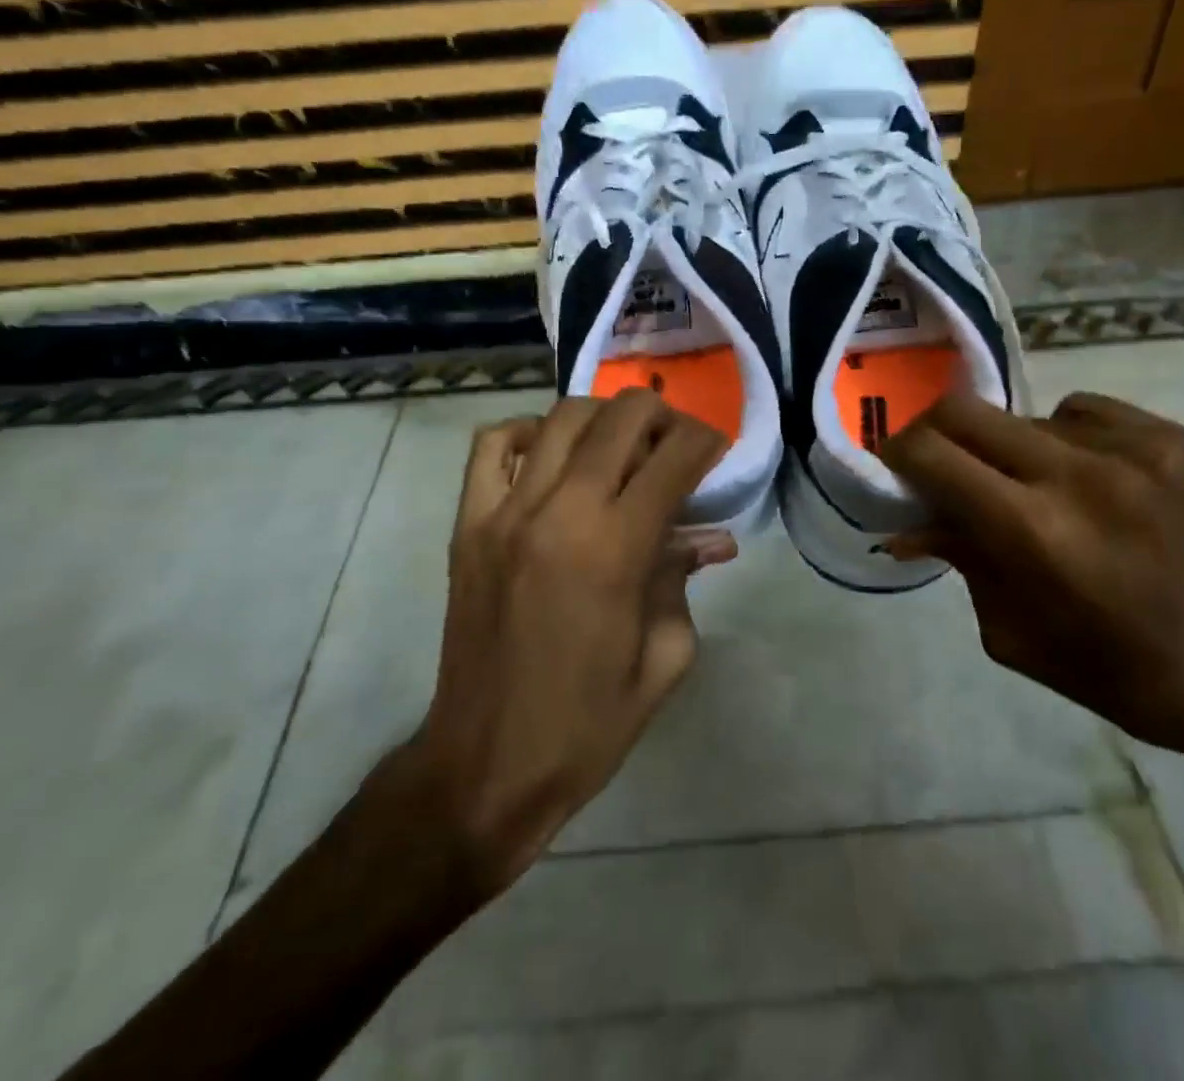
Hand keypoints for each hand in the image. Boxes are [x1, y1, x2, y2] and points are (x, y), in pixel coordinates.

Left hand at [398, 391, 731, 894]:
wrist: (484, 766)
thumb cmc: (587, 725)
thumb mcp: (663, 659)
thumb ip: (683, 579)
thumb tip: (709, 536)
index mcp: (614, 551)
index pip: (674, 458)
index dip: (706, 441)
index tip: (716, 451)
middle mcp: (559, 513)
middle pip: (621, 418)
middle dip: (663, 417)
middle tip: (675, 446)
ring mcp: (505, 512)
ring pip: (562, 418)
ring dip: (606, 419)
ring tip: (622, 447)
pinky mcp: (467, 523)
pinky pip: (492, 445)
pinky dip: (529, 432)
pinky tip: (552, 455)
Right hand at [881, 390, 1183, 753]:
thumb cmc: (1114, 669)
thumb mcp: (1011, 632)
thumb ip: (959, 560)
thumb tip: (910, 522)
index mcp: (1032, 532)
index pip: (931, 454)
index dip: (899, 453)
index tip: (896, 467)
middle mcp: (1078, 474)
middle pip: (965, 410)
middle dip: (936, 432)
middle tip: (942, 462)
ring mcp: (1133, 447)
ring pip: (1026, 416)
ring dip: (1011, 449)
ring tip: (1039, 489)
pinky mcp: (1174, 436)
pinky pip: (1083, 412)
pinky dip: (1066, 439)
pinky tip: (1092, 479)